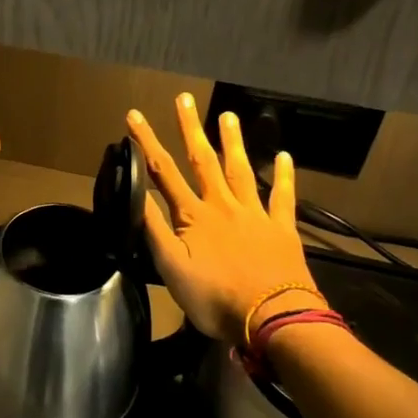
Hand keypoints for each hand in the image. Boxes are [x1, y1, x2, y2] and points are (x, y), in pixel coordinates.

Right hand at [127, 94, 322, 345]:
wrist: (272, 318)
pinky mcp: (282, 229)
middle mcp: (222, 205)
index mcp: (193, 216)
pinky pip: (283, 197)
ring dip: (232, 141)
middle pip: (203, 159)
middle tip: (184, 98)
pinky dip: (283, 176)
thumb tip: (134, 195)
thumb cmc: (215, 298)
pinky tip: (284, 156)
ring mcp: (255, 214)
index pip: (163, 172)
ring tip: (228, 115)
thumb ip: (154, 230)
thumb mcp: (171, 268)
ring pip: (240, 170)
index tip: (134, 116)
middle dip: (190, 127)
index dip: (146, 142)